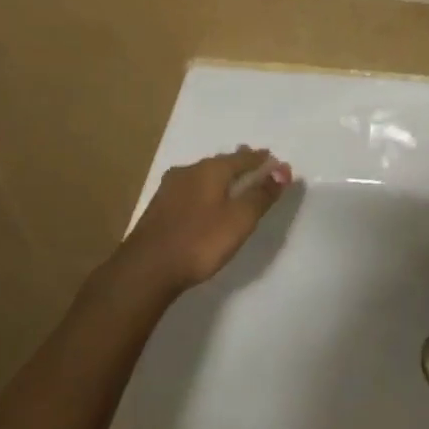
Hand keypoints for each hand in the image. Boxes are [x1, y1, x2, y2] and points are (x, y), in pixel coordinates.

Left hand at [116, 147, 291, 293]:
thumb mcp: (240, 219)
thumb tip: (282, 170)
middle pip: (222, 162)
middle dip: (241, 165)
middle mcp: (189, 170)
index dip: (263, 161)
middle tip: (257, 170)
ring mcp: (170, 188)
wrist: (145, 270)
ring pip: (204, 175)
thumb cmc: (199, 241)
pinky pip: (191, 190)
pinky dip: (206, 191)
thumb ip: (262, 194)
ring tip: (235, 185)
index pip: (245, 157)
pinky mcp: (159, 207)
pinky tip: (207, 202)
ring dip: (222, 178)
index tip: (278, 165)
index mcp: (211, 169)